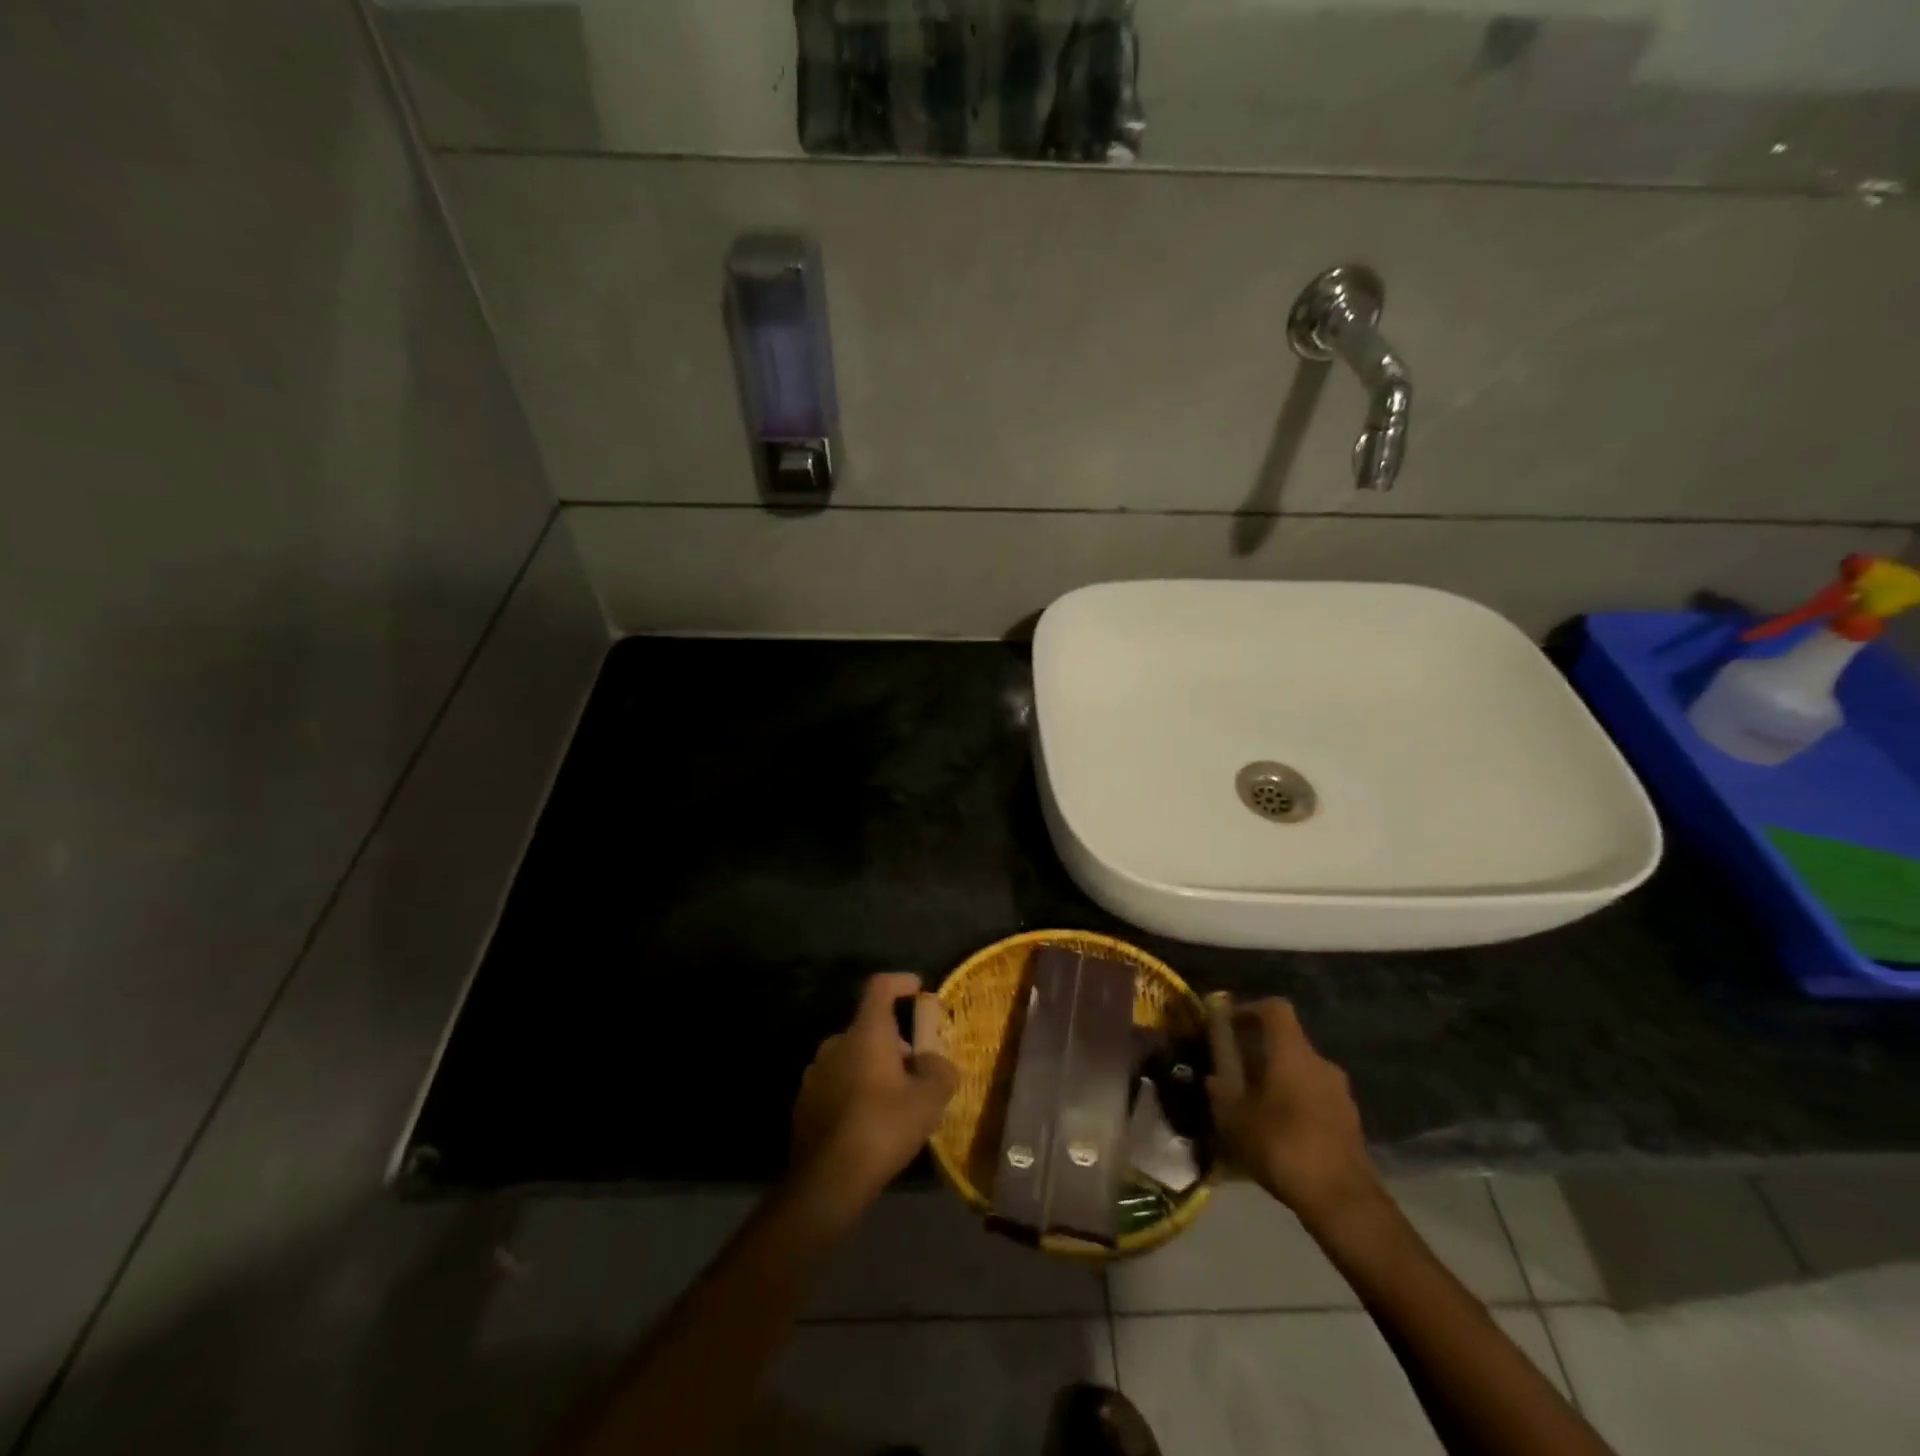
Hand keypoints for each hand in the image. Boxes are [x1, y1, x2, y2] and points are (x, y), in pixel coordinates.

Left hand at [790, 972, 958, 1216]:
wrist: (828, 1179)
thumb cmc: (884, 1126)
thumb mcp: (929, 1100)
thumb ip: (940, 1072)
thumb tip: (935, 1062)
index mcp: (866, 1032)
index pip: (881, 986)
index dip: (901, 982)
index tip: (918, 989)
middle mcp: (836, 1043)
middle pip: (869, 1027)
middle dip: (894, 1042)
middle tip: (916, 1070)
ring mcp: (815, 1072)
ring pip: (851, 1057)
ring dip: (872, 1068)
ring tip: (893, 1100)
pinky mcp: (804, 1102)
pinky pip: (836, 1084)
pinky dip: (853, 1091)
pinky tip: (867, 1122)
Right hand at [1207, 995, 1383, 1227]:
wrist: (1344, 1202)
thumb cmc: (1284, 1147)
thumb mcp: (1236, 1120)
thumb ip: (1221, 1093)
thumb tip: (1213, 1078)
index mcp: (1293, 1053)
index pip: (1275, 1008)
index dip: (1249, 1009)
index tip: (1228, 1025)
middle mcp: (1320, 1063)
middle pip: (1287, 1042)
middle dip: (1258, 1052)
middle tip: (1234, 1073)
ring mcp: (1340, 1093)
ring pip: (1300, 1072)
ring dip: (1277, 1080)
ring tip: (1253, 1107)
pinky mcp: (1349, 1121)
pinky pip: (1314, 1098)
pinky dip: (1294, 1104)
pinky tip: (1278, 1133)